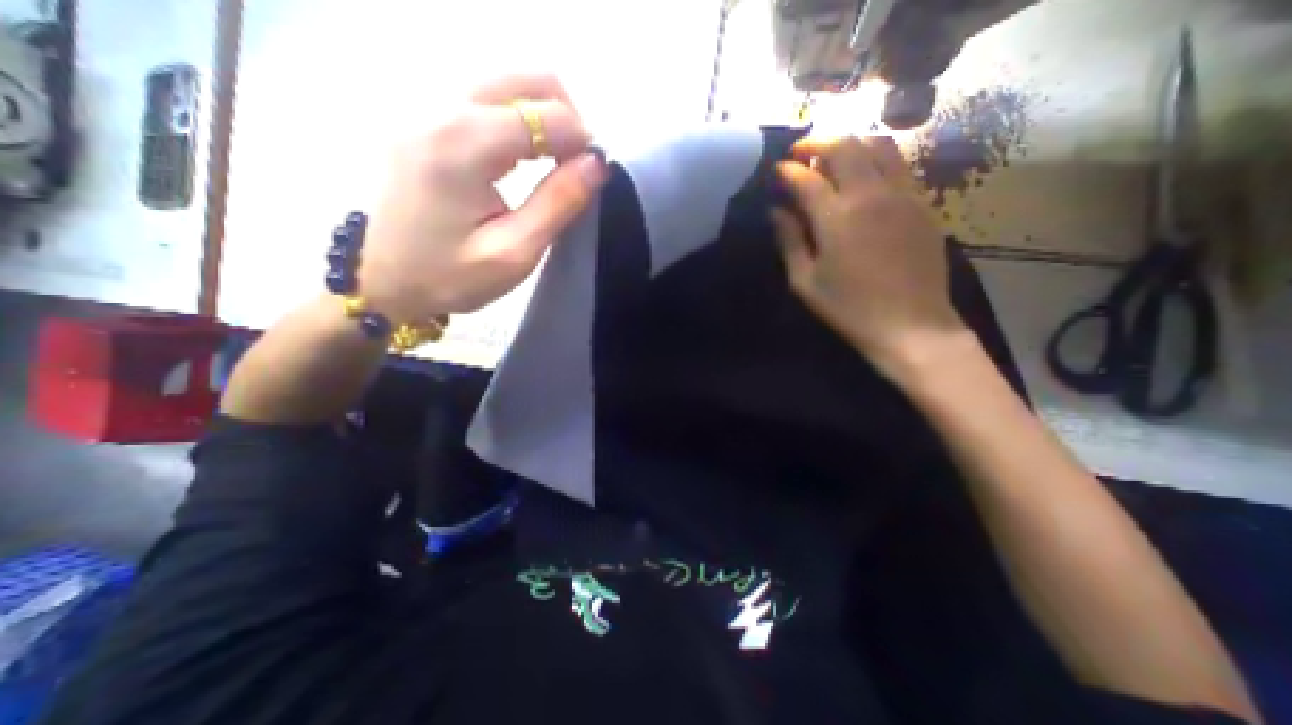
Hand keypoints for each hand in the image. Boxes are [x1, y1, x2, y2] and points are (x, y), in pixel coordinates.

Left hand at [354, 73, 608, 322]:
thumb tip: (597, 164)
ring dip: (544, 118)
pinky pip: (487, 100)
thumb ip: (558, 203)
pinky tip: (524, 158)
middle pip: (525, 78)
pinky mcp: (425, 120)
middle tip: (577, 164)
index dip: (581, 140)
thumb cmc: (451, 276)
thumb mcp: (514, 251)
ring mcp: (427, 108)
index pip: (544, 114)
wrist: (384, 280)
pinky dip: (520, 121)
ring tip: (556, 164)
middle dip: (566, 117)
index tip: (593, 174)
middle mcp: (440, 108)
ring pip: (507, 84)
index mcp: (462, 143)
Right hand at [771, 132, 961, 373]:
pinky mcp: (923, 202)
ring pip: (878, 145)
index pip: (807, 178)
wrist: (910, 324)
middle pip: (845, 146)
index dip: (788, 171)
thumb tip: (777, 211)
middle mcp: (871, 195)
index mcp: (836, 218)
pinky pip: (900, 164)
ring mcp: (902, 194)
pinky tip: (864, 176)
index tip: (777, 171)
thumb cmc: (848, 308)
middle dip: (817, 143)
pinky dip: (876, 158)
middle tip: (801, 154)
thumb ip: (789, 241)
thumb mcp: (805, 281)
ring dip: (850, 144)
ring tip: (833, 158)